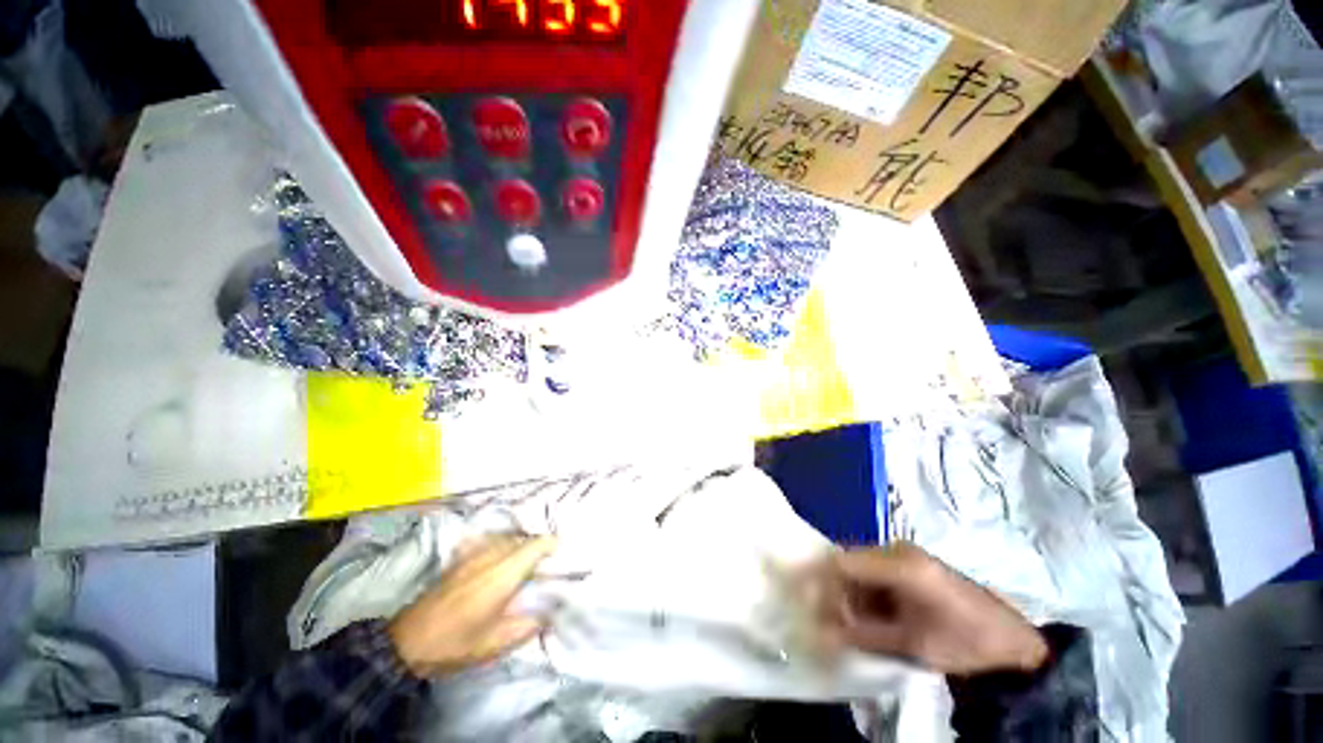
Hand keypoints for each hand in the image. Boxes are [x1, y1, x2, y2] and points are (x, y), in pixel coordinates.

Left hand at [387, 535, 555, 677]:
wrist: (406, 644)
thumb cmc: (455, 644)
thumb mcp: (496, 644)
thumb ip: (528, 626)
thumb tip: (551, 615)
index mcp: (503, 573)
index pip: (536, 544)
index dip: (553, 546)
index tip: (561, 557)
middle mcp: (490, 555)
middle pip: (524, 538)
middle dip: (538, 548)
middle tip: (545, 567)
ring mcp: (472, 554)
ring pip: (507, 538)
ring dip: (520, 546)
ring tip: (524, 566)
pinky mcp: (459, 559)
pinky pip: (488, 542)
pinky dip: (501, 547)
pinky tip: (498, 561)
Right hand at [821, 542, 1047, 676]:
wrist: (1011, 641)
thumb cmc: (963, 641)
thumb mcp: (912, 644)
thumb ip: (864, 635)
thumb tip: (821, 632)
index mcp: (900, 563)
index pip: (843, 562)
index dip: (823, 582)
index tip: (811, 606)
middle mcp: (897, 550)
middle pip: (849, 562)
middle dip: (838, 592)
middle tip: (836, 622)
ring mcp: (904, 555)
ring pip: (860, 568)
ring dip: (853, 595)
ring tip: (857, 624)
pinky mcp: (910, 563)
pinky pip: (875, 573)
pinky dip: (867, 594)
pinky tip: (875, 616)